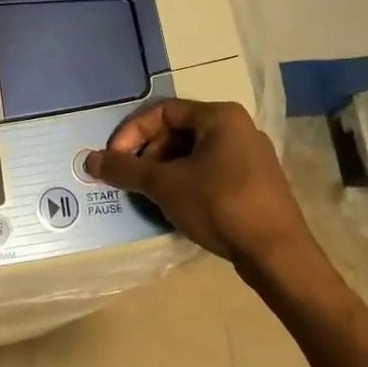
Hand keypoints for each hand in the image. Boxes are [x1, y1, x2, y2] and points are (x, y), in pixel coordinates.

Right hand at [86, 99, 318, 286]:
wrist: (278, 255)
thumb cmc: (219, 205)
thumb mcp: (165, 185)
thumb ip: (125, 169)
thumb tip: (90, 161)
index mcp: (219, 116)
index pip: (162, 111)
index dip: (131, 133)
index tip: (114, 159)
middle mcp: (238, 128)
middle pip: (177, 130)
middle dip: (147, 152)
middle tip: (130, 178)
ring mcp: (250, 156)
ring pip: (193, 153)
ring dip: (164, 169)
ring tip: (148, 193)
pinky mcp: (255, 182)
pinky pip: (210, 170)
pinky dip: (186, 181)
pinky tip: (175, 205)